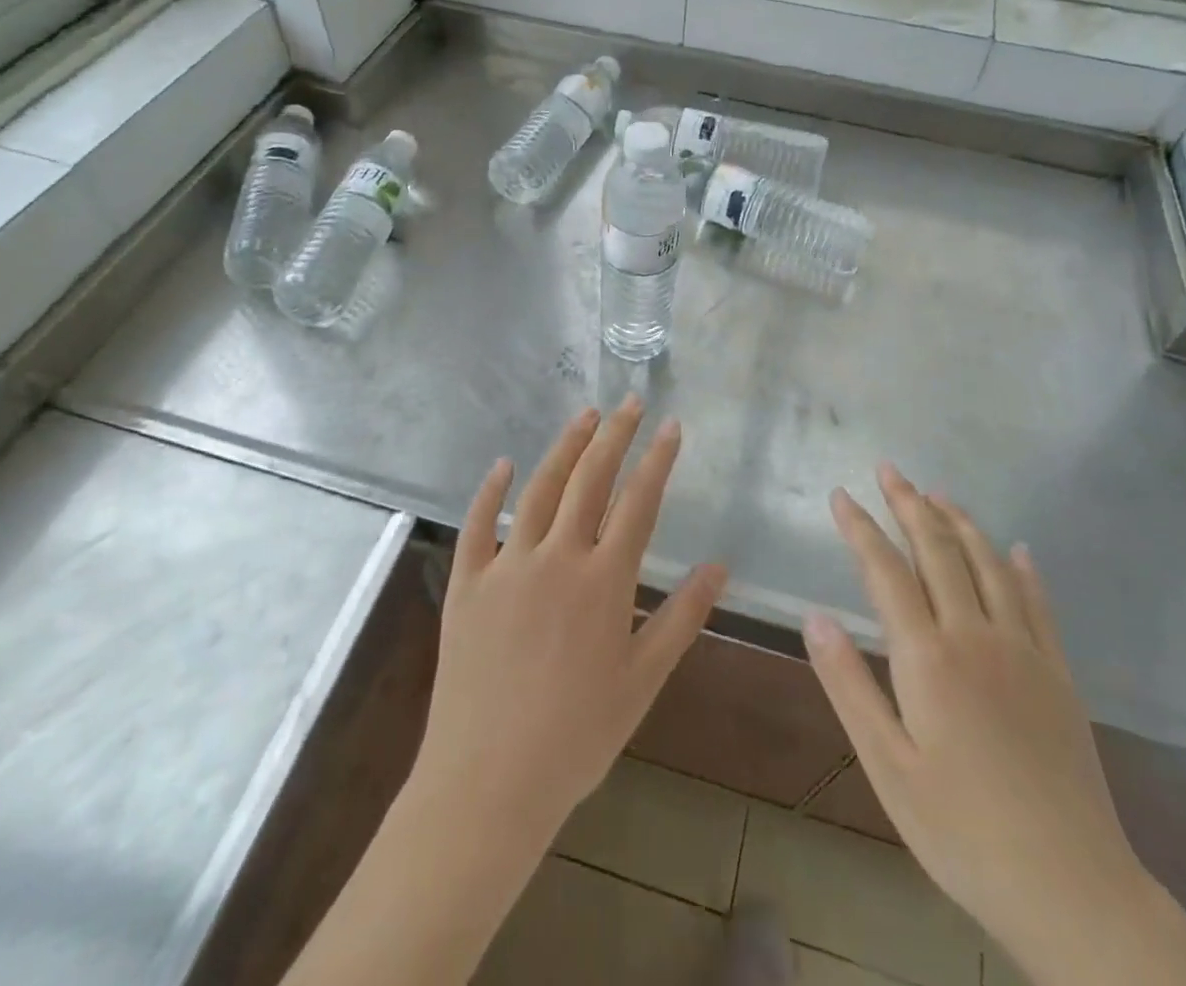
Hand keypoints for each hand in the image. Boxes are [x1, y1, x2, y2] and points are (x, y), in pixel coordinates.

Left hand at [286, 400, 724, 985]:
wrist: (488, 783)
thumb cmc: (577, 736)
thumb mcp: (643, 680)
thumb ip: (682, 617)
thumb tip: (719, 566)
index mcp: (603, 580)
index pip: (638, 502)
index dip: (657, 459)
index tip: (670, 425)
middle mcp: (557, 558)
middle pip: (590, 480)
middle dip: (614, 435)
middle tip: (629, 402)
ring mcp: (507, 566)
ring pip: (539, 489)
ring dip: (565, 448)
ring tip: (585, 416)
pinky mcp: (466, 583)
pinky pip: (478, 525)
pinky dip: (491, 491)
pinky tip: (504, 464)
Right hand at [805, 466, 1185, 985]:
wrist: (1072, 889)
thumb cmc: (961, 831)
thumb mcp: (886, 767)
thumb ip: (849, 684)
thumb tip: (815, 616)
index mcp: (927, 657)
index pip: (886, 570)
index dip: (860, 527)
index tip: (841, 495)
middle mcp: (976, 635)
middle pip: (938, 550)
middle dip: (909, 504)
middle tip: (889, 469)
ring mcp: (1024, 650)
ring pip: (987, 563)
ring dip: (959, 521)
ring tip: (937, 493)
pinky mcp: (1058, 673)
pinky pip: (1038, 602)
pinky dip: (1021, 567)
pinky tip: (1015, 548)